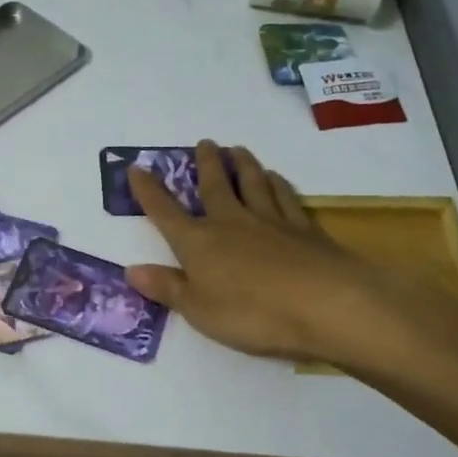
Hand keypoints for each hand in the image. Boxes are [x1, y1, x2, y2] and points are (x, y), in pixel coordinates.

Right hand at [125, 140, 397, 367]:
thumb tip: (131, 270)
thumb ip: (167, 288)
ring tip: (237, 150)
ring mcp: (271, 222)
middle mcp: (231, 222)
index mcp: (198, 242)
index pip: (165, 213)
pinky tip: (277, 178)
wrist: (326, 305)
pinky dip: (279, 185)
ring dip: (243, 166)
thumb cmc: (251, 313)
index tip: (136, 168)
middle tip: (204, 143)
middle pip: (214, 186)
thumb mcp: (198, 310)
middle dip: (205, 164)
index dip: (149, 192)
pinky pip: (287, 199)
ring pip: (253, 184)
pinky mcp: (306, 230)